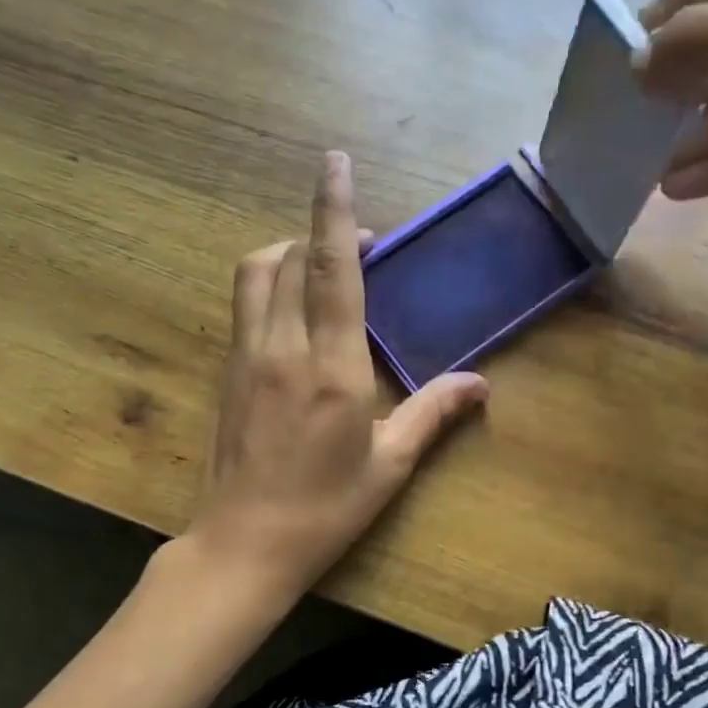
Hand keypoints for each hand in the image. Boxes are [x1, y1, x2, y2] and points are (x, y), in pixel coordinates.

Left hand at [183, 152, 488, 596]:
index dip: (335, 211)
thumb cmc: (325, 510)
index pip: (334, 269)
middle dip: (322, 233)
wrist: (243, 546)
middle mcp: (282, 349)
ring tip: (322, 267)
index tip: (336, 162)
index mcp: (332, 368)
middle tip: (363, 247)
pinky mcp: (226, 373)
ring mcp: (246, 358)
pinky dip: (269, 284)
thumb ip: (433, 413)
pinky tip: (294, 311)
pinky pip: (245, 305)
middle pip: (291, 258)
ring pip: (257, 275)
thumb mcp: (389, 465)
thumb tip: (481, 383)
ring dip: (288, 252)